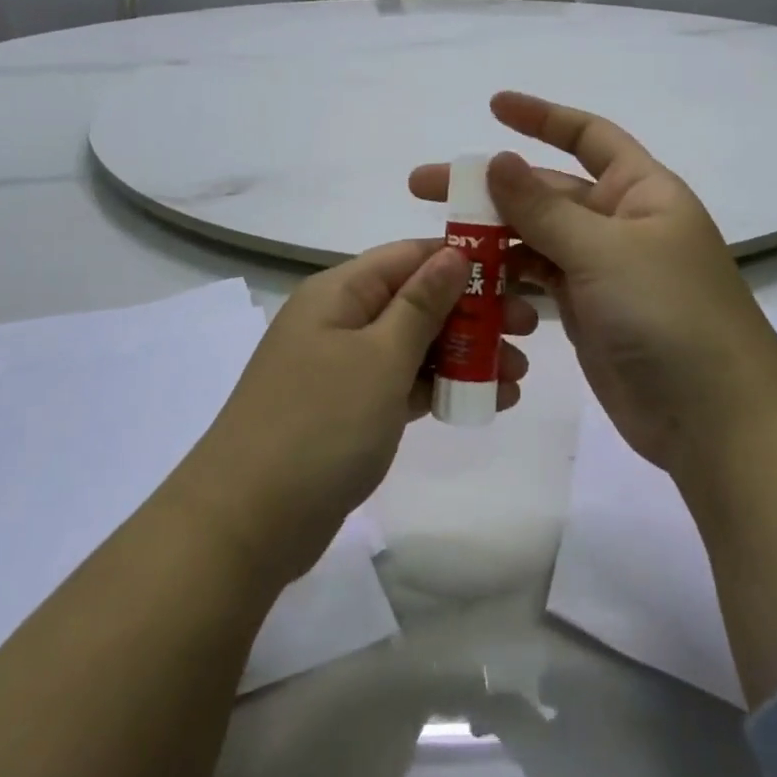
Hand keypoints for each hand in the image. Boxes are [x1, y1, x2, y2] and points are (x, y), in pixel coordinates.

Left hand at [170, 240, 533, 585]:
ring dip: (466, 353)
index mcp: (339, 291)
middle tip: (529, 328)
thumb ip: (421, 304)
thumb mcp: (380, 357)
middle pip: (417, 300)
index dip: (463, 259)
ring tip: (518, 374)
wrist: (247, 523)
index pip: (410, 255)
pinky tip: (487, 401)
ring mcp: (343, 367)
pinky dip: (441, 387)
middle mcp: (340, 319)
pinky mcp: (349, 410)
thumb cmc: (319, 425)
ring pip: (415, 344)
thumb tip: (453, 252)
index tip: (517, 272)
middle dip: (474, 311)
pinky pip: (403, 384)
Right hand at [411, 93, 776, 476]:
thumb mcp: (604, 251)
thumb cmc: (669, 315)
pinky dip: (506, 281)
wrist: (715, 420)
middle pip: (546, 193)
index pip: (589, 137)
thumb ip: (543, 208)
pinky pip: (538, 283)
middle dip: (489, 189)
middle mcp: (620, 223)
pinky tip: (469, 285)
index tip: (492, 107)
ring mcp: (602, 271)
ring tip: (439, 244)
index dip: (542, 117)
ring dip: (491, 239)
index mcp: (641, 191)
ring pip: (536, 240)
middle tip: (424, 187)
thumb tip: (496, 159)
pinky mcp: (587, 312)